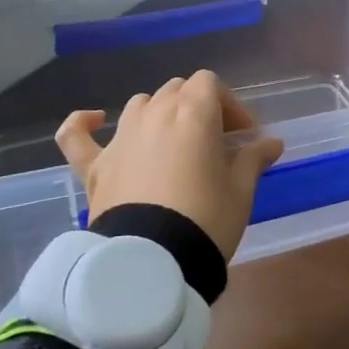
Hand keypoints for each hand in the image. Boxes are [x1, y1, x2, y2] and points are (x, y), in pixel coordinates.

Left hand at [54, 70, 284, 261]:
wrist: (153, 264)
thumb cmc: (206, 220)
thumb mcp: (241, 191)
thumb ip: (253, 159)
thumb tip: (271, 143)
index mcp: (192, 113)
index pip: (210, 84)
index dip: (230, 105)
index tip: (244, 136)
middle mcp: (154, 114)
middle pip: (178, 90)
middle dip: (199, 108)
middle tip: (216, 143)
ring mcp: (120, 138)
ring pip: (141, 105)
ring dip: (159, 113)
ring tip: (173, 141)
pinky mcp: (94, 166)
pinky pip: (76, 135)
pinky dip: (83, 124)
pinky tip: (93, 120)